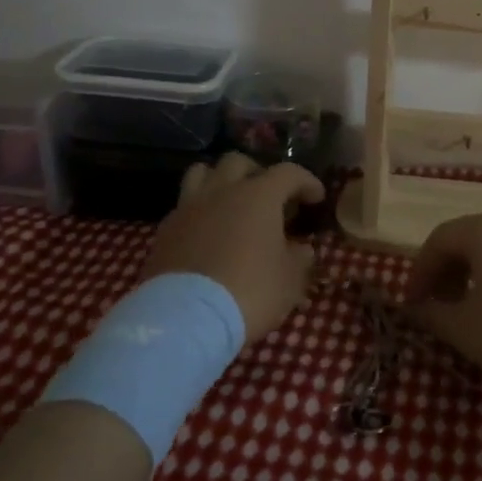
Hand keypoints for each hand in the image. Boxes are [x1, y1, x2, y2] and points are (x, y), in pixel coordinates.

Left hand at [142, 153, 323, 343]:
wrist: (185, 319)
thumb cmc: (249, 292)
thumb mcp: (289, 280)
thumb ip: (299, 258)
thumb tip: (301, 248)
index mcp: (259, 196)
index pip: (289, 172)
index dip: (306, 181)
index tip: (316, 198)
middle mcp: (222, 191)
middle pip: (239, 161)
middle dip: (258, 172)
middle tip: (269, 198)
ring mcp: (189, 207)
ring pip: (203, 172)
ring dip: (221, 180)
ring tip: (231, 201)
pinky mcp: (165, 230)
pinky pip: (184, 205)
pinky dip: (199, 210)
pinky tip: (206, 231)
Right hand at [403, 213, 481, 390]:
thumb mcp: (468, 331)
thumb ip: (434, 317)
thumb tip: (417, 310)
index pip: (437, 240)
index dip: (419, 272)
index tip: (413, 305)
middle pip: (467, 239)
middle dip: (446, 273)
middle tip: (440, 308)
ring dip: (474, 275)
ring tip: (473, 311)